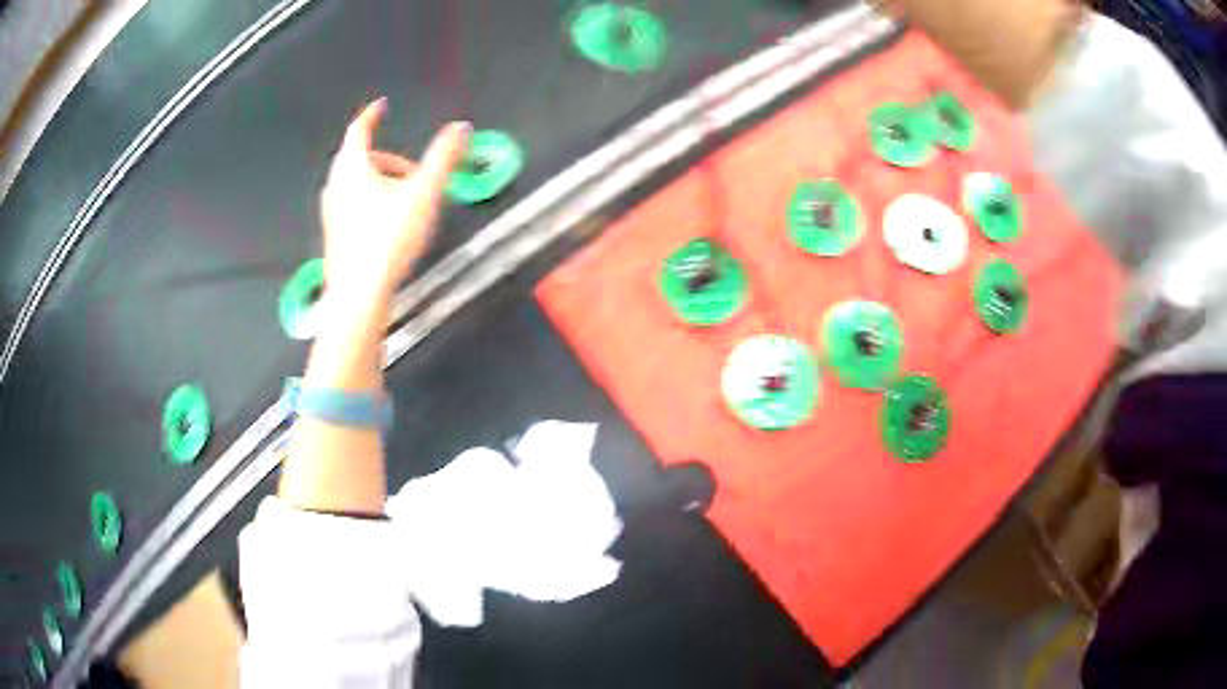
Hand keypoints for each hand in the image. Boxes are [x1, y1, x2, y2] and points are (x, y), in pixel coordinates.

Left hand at [320, 98, 469, 302]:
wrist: (358, 295)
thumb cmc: (388, 238)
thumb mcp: (424, 193)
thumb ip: (444, 157)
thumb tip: (461, 127)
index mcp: (352, 167)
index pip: (359, 130)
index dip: (372, 115)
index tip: (382, 106)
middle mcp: (335, 185)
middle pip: (357, 159)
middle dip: (385, 157)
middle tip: (413, 171)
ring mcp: (330, 213)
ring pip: (353, 184)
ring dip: (377, 182)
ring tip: (403, 199)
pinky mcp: (333, 236)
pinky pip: (350, 206)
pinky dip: (368, 202)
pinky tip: (387, 225)